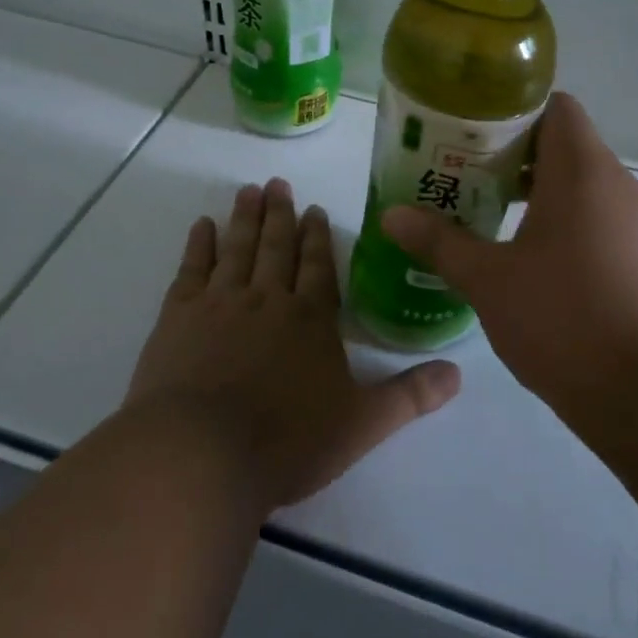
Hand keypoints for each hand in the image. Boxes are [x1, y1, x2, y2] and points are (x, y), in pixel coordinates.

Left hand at [128, 179, 460, 511]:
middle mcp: (268, 300)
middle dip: (280, 215)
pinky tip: (202, 225)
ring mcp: (220, 303)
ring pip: (237, 249)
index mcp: (311, 320)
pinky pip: (192, 269)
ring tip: (248, 191)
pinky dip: (199, 245)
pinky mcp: (178, 317)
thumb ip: (410, 396)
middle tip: (277, 184)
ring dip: (245, 218)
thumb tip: (459, 373)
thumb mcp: (362, 424)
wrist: (201, 454)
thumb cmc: (287, 441)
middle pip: (276, 248)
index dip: (317, 238)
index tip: (313, 209)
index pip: (318, 267)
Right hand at [380, 93, 637, 413]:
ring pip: (584, 189)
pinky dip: (567, 227)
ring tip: (491, 222)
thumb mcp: (488, 280)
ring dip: (539, 197)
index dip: (512, 113)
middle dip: (513, 160)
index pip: (555, 107)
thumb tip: (391, 216)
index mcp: (582, 171)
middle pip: (565, 147)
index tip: (471, 137)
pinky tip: (536, 267)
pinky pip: (602, 223)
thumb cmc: (564, 319)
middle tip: (465, 182)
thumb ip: (439, 242)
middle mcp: (619, 185)